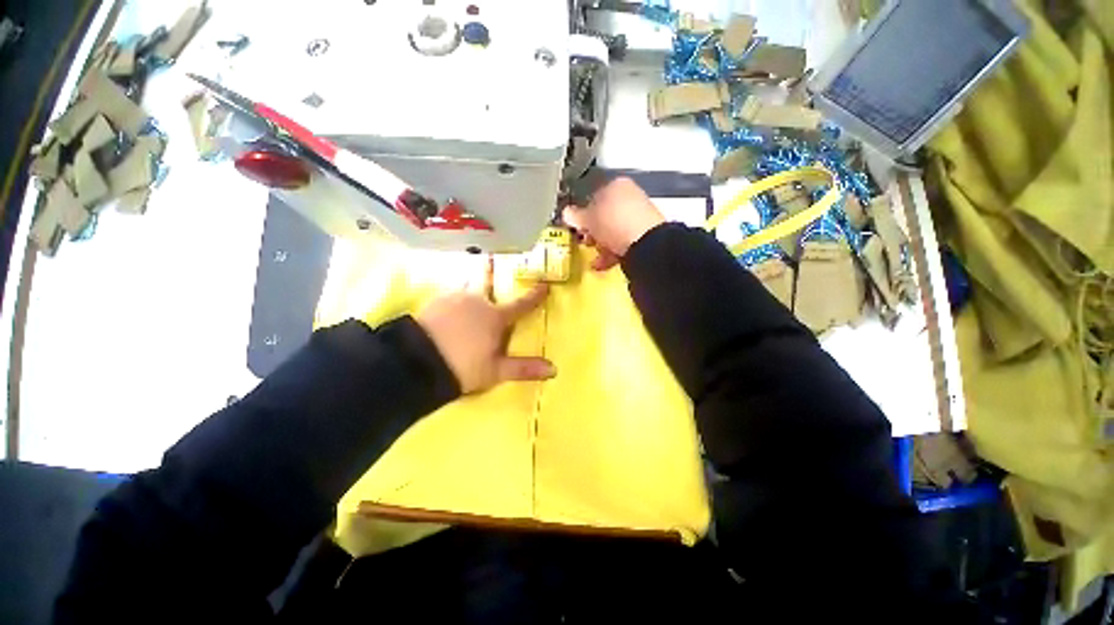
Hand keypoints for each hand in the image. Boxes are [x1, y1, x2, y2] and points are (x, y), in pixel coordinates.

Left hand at [416, 278, 554, 394]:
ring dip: (471, 285)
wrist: (418, 363)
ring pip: (467, 286)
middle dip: (491, 275)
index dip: (534, 296)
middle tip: (489, 263)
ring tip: (468, 286)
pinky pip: (450, 293)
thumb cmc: (463, 367)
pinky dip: (453, 296)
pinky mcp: (435, 301)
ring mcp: (455, 298)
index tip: (544, 285)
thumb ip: (524, 368)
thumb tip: (554, 369)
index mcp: (495, 317)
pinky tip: (448, 304)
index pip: (521, 305)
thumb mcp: (496, 371)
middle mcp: (477, 301)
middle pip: (488, 284)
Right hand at [562, 176, 665, 270]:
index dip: (582, 214)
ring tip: (596, 257)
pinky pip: (624, 242)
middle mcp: (630, 196)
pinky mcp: (646, 235)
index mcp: (616, 184)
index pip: (593, 197)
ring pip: (614, 231)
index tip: (577, 227)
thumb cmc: (613, 223)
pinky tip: (605, 263)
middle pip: (604, 216)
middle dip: (593, 232)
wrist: (644, 243)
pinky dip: (614, 252)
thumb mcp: (587, 219)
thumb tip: (566, 213)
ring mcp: (640, 216)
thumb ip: (575, 216)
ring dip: (602, 245)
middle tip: (586, 242)